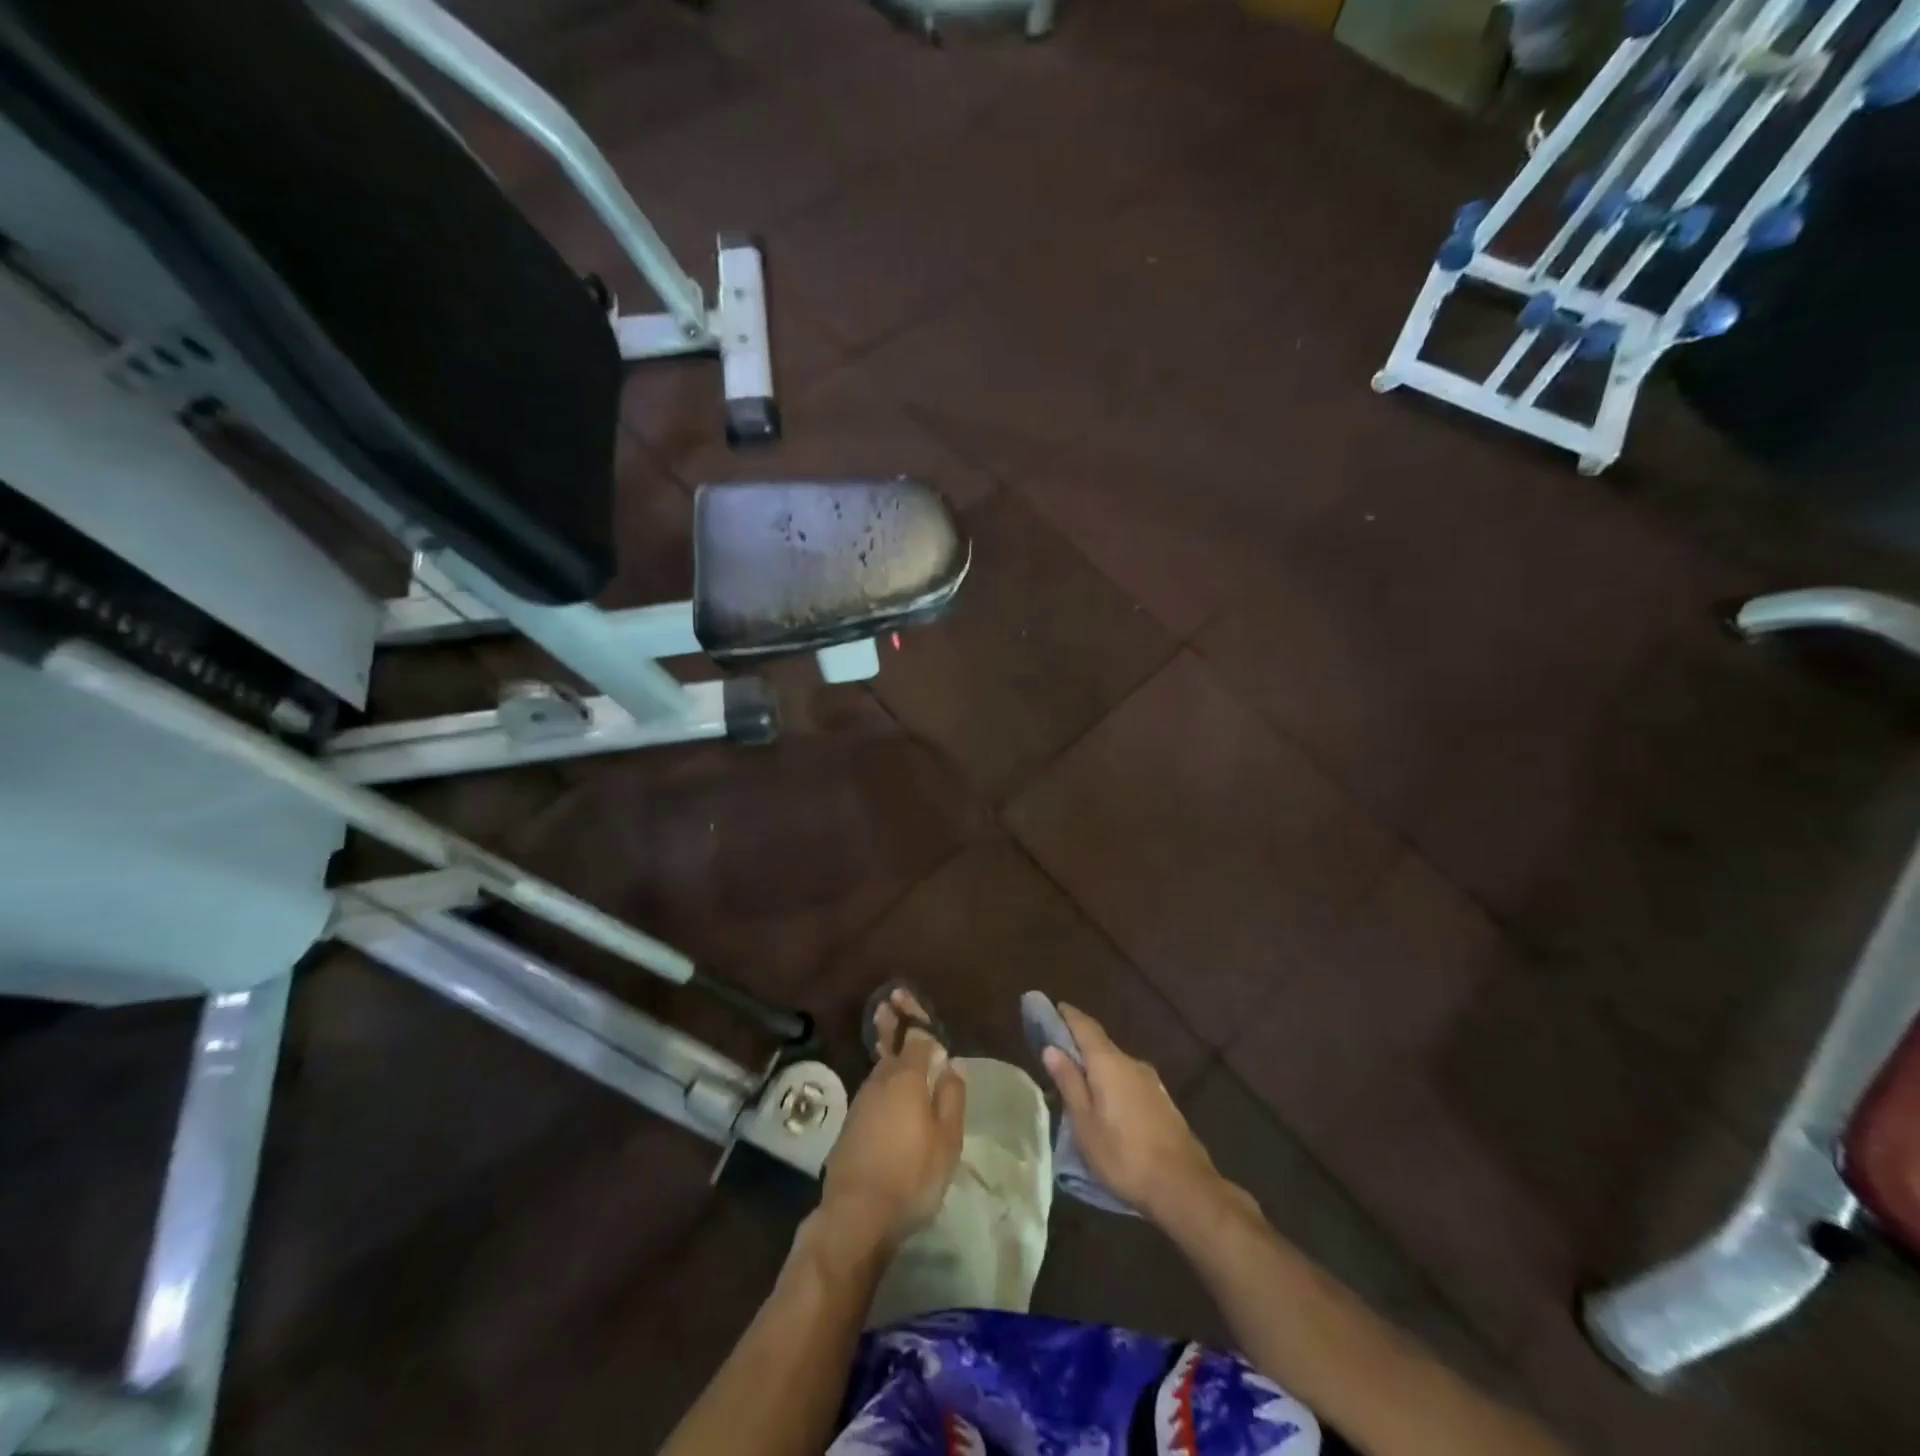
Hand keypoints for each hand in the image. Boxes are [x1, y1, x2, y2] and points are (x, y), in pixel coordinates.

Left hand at [819, 990, 966, 1251]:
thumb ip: (951, 1098)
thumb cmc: (911, 1176)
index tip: (908, 996)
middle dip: (893, 1024)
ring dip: (887, 1051)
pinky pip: (872, 1090)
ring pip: (880, 1069)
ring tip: (892, 1039)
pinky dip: (881, 1080)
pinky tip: (888, 1090)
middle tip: (891, 1001)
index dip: (916, 1018)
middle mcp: (881, 1081)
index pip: (915, 1037)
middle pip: (891, 1047)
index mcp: (907, 1079)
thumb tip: (952, 1065)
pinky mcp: (850, 1125)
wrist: (855, 1215)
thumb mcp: (946, 1141)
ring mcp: (861, 1102)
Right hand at [1041, 1005, 1221, 1224]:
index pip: (1085, 1027)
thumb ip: (1069, 1082)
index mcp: (1109, 1063)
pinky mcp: (1161, 1100)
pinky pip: (1128, 1080)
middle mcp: (1132, 1063)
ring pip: (1115, 1064)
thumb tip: (1051, 1048)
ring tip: (1077, 1082)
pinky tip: (1105, 1102)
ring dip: (1096, 1066)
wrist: (1183, 1186)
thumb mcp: (1085, 1124)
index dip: (1067, 1016)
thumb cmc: (1123, 1155)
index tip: (1052, 1008)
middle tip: (1056, 1052)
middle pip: (1100, 1044)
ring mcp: (1150, 1081)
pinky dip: (1111, 1081)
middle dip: (1079, 1044)